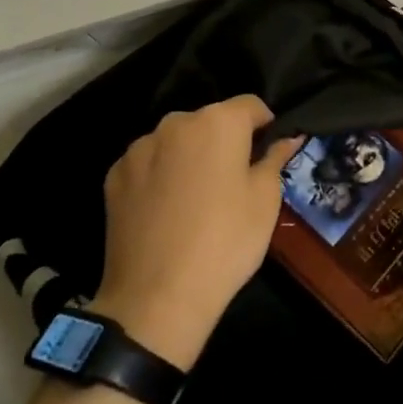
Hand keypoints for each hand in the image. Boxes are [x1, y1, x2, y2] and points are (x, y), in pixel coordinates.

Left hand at [96, 96, 301, 368]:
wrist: (157, 298)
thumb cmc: (226, 241)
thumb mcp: (266, 200)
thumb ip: (275, 159)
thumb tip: (287, 139)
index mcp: (218, 122)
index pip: (251, 105)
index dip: (265, 124)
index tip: (270, 150)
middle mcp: (176, 123)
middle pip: (210, 121)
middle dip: (225, 140)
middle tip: (236, 178)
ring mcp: (140, 148)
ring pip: (177, 141)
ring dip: (191, 156)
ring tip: (198, 197)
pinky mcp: (115, 176)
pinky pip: (149, 163)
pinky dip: (162, 174)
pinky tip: (168, 209)